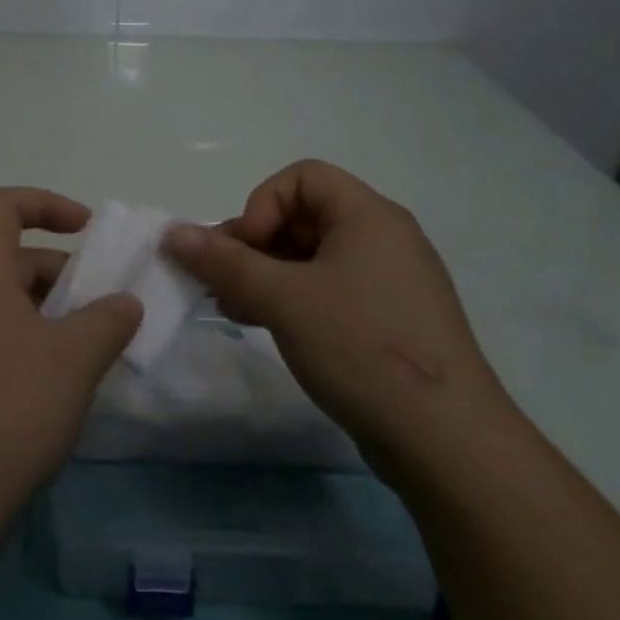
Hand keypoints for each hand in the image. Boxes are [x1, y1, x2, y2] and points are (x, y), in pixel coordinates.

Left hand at [0, 187, 142, 513]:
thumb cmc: (12, 406)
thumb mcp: (75, 357)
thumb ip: (108, 320)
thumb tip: (125, 304)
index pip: (2, 206)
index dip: (45, 202)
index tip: (88, 229)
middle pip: (11, 257)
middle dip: (62, 270)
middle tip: (105, 304)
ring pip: (7, 300)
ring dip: (52, 310)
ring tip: (93, 344)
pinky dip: (33, 338)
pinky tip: (63, 378)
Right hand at [162, 160, 519, 478]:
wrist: (447, 441)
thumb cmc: (361, 346)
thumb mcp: (283, 299)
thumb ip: (224, 262)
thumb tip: (173, 233)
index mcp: (368, 216)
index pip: (303, 178)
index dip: (262, 204)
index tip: (244, 249)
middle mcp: (383, 239)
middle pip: (304, 217)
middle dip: (253, 244)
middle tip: (220, 281)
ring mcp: (389, 282)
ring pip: (312, 258)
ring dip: (265, 274)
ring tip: (230, 305)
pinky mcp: (388, 321)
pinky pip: (329, 291)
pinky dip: (291, 298)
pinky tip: (260, 323)